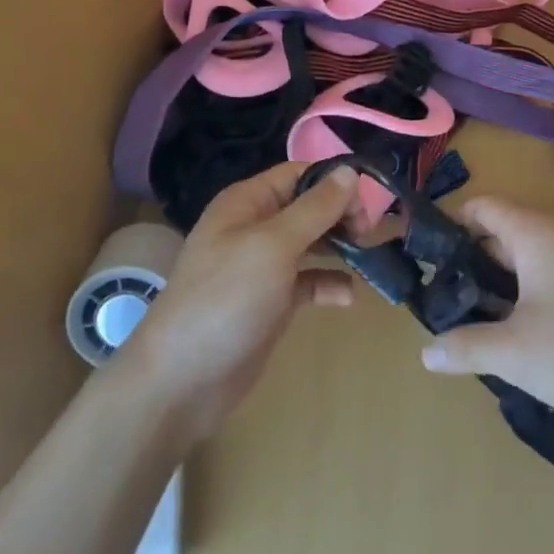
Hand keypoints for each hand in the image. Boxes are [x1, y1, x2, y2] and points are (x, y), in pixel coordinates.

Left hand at [119, 162, 356, 441]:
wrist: (181, 381)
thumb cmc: (226, 299)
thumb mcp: (273, 246)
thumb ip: (314, 208)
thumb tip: (349, 171)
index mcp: (248, 202)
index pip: (299, 174)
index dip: (335, 180)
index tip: (372, 198)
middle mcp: (255, 227)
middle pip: (308, 206)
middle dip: (342, 214)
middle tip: (370, 233)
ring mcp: (263, 267)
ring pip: (312, 243)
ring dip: (341, 247)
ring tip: (370, 258)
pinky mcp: (271, 302)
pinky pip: (309, 282)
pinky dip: (329, 284)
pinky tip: (347, 298)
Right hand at [419, 195, 553, 418]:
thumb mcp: (516, 353)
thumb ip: (467, 348)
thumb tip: (427, 351)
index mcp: (534, 232)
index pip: (482, 206)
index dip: (452, 224)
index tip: (429, 256)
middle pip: (504, 230)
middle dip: (473, 258)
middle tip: (447, 295)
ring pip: (531, 254)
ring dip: (504, 278)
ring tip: (481, 317)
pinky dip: (532, 289)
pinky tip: (528, 330)